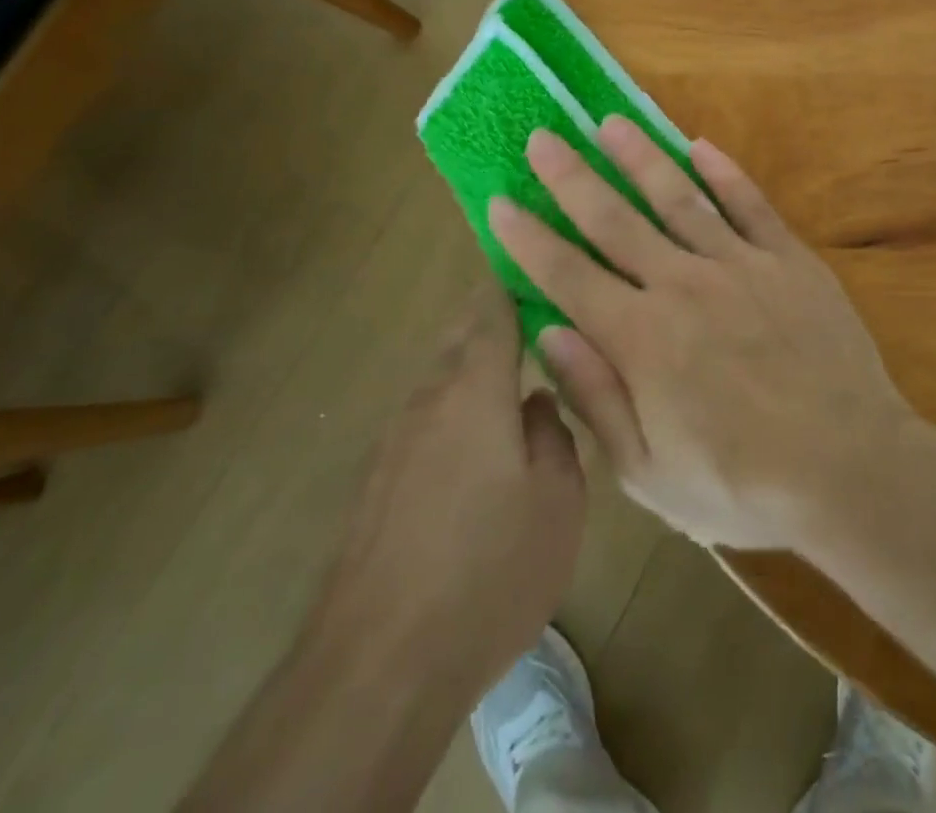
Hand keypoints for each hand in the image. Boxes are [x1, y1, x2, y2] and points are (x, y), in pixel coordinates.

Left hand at [310, 281, 584, 698]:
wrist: (379, 664)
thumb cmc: (489, 569)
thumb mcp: (558, 499)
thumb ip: (554, 433)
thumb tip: (536, 402)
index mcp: (475, 386)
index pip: (491, 306)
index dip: (515, 281)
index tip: (542, 270)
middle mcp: (428, 397)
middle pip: (460, 335)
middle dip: (496, 320)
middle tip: (541, 326)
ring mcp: (395, 438)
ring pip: (441, 378)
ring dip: (476, 369)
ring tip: (518, 386)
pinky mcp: (377, 480)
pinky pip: (426, 420)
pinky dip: (455, 413)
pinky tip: (479, 452)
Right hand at [488, 118, 911, 549]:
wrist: (851, 470)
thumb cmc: (743, 486)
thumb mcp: (650, 472)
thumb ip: (597, 396)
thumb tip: (549, 332)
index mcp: (642, 338)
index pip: (568, 276)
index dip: (529, 238)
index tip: (500, 201)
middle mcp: (682, 285)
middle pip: (615, 220)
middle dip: (571, 177)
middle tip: (542, 137)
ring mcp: (740, 265)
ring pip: (678, 198)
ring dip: (640, 157)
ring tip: (610, 123)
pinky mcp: (789, 260)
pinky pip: (750, 205)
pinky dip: (724, 173)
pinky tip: (700, 145)